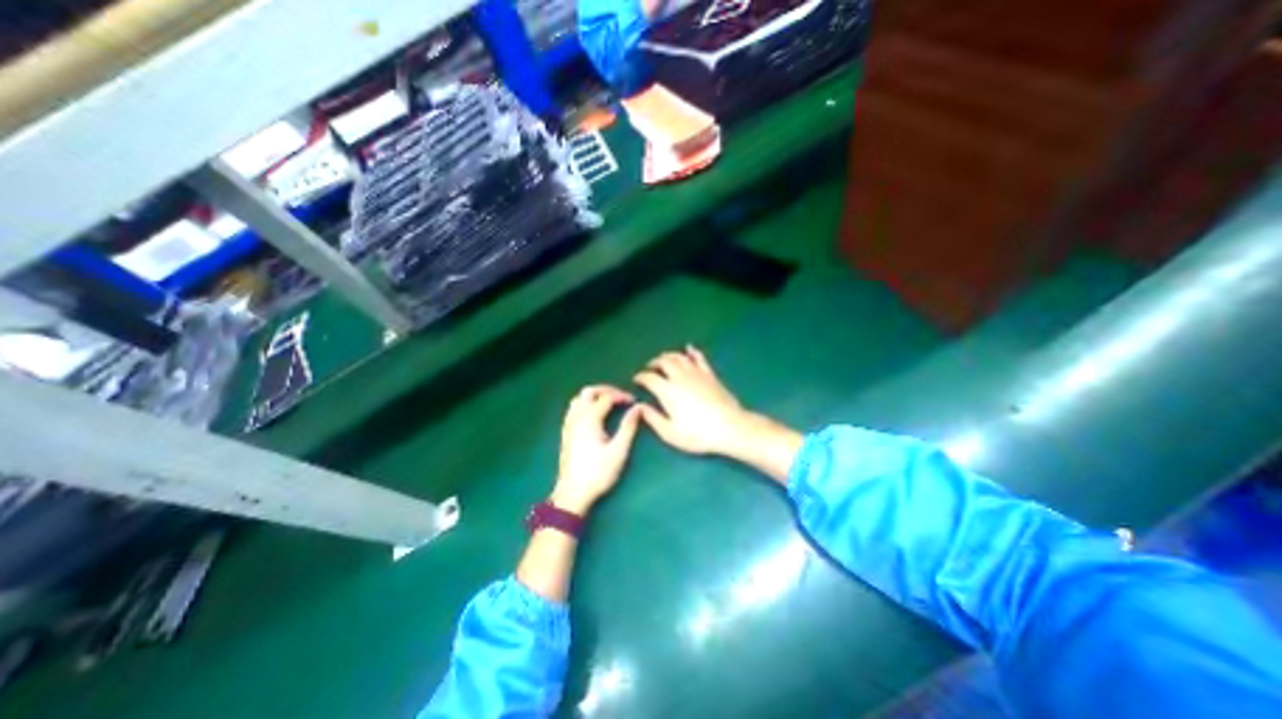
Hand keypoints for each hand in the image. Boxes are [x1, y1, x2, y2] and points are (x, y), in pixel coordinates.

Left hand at [554, 384, 640, 514]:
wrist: (573, 493)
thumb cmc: (598, 473)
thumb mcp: (619, 451)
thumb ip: (629, 427)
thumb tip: (638, 408)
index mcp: (589, 419)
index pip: (606, 397)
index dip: (622, 396)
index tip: (634, 401)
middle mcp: (576, 417)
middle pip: (589, 391)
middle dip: (606, 390)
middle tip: (621, 396)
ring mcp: (569, 424)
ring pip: (579, 398)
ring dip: (594, 395)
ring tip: (609, 402)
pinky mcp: (566, 432)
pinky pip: (573, 408)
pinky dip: (585, 403)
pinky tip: (594, 414)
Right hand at [632, 346, 753, 457]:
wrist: (729, 427)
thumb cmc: (697, 434)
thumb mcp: (670, 432)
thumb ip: (653, 418)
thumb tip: (640, 407)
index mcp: (667, 391)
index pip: (649, 378)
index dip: (640, 377)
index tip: (637, 379)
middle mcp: (680, 377)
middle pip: (663, 362)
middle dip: (654, 363)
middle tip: (649, 368)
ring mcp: (696, 373)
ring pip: (678, 357)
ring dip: (668, 355)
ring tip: (663, 359)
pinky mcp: (710, 374)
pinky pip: (699, 358)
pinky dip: (692, 351)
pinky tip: (689, 348)